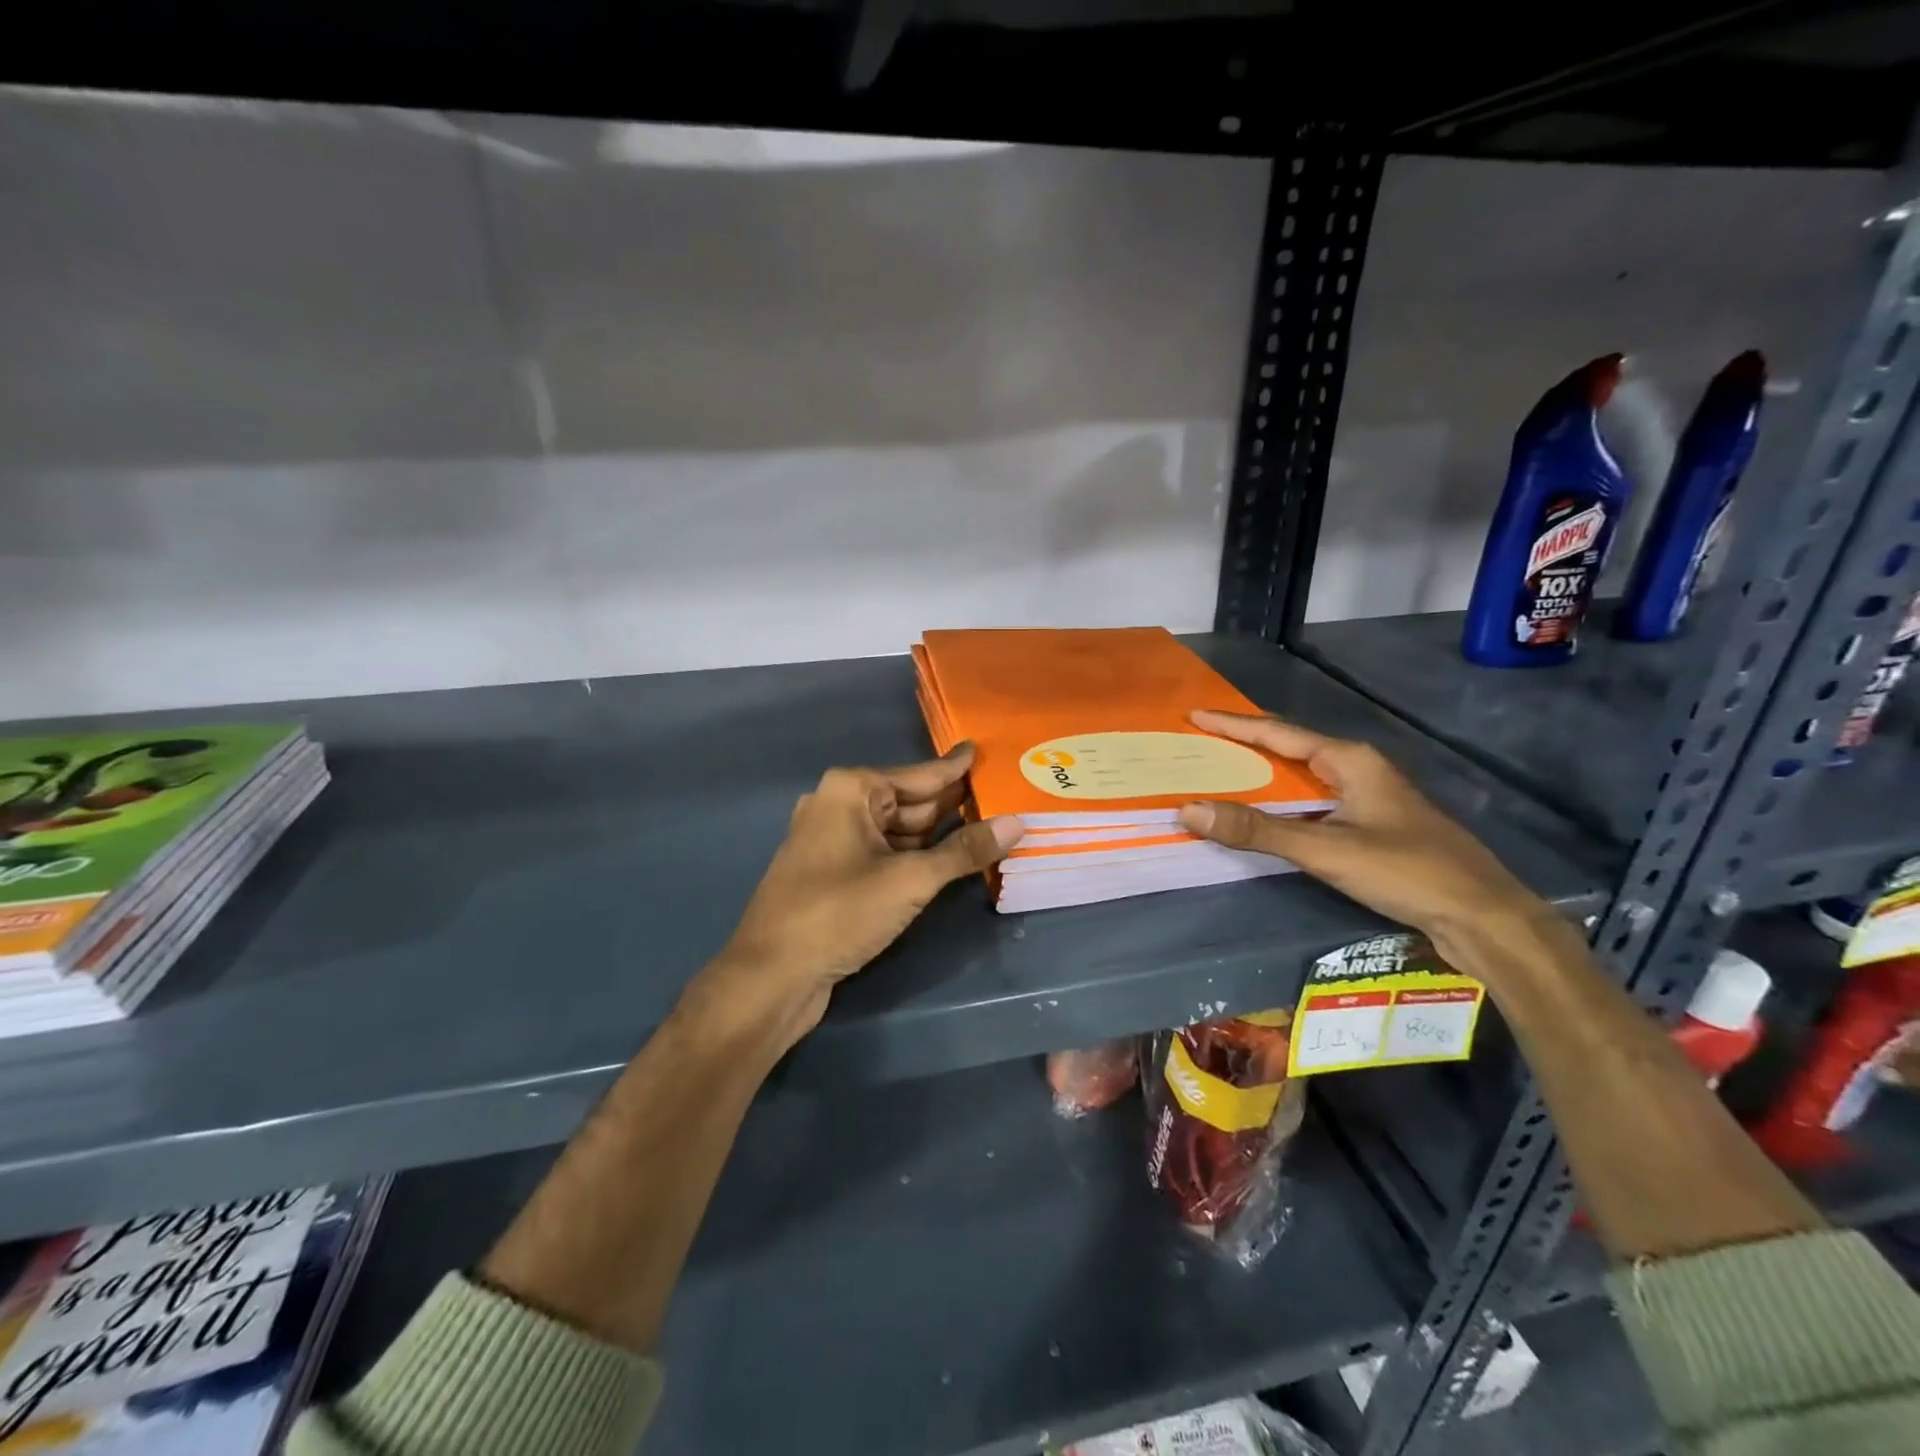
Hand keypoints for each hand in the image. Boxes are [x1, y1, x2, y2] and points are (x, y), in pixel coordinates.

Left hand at [699, 743, 1022, 1047]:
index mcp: (851, 790)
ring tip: (987, 828)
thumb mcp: (910, 880)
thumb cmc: (839, 912)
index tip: (981, 749)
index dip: (955, 767)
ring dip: (936, 835)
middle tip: (1001, 796)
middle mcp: (839, 805)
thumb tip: (1017, 823)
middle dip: (951, 804)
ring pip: (897, 830)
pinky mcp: (833, 872)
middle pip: (909, 801)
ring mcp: (833, 840)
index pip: (919, 774)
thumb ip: (964, 851)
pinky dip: (915, 856)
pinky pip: (884, 853)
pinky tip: (948, 861)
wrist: (772, 975)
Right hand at [1176, 709, 1551, 960]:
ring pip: (1302, 778)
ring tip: (1221, 776)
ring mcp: (1368, 798)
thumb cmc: (1406, 870)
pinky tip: (1265, 817)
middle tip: (1200, 746)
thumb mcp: (1325, 849)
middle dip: (1243, 746)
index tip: (1194, 716)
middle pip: (1289, 749)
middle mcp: (1358, 770)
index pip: (1277, 732)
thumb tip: (1189, 809)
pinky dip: (1281, 804)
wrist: (1483, 917)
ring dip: (1261, 776)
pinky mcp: (1372, 826)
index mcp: (1349, 760)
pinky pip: (1313, 803)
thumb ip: (1257, 830)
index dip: (1233, 724)